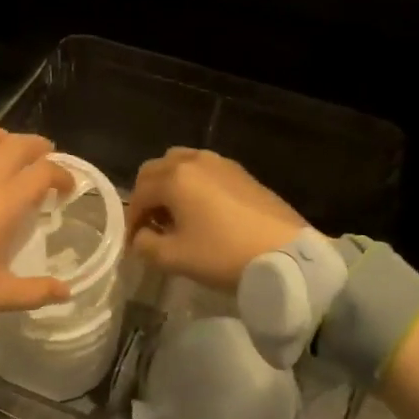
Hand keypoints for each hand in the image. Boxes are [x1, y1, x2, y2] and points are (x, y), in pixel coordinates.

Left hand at [0, 125, 75, 316]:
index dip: (64, 174)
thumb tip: (66, 292)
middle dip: (39, 148)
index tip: (69, 190)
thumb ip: (35, 291)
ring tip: (12, 161)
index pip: (44, 170)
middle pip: (18, 143)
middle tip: (47, 165)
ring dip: (7, 141)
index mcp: (5, 201)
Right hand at [126, 148, 305, 290]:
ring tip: (177, 216)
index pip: (139, 193)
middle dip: (148, 196)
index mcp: (174, 178)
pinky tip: (203, 212)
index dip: (132, 220)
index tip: (134, 243)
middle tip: (151, 225)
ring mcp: (220, 163)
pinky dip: (193, 184)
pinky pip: (204, 170)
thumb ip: (145, 245)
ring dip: (170, 185)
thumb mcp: (175, 258)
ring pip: (181, 164)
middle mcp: (194, 161)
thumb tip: (141, 237)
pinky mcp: (241, 172)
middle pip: (156, 169)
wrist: (286, 254)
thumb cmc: (223, 254)